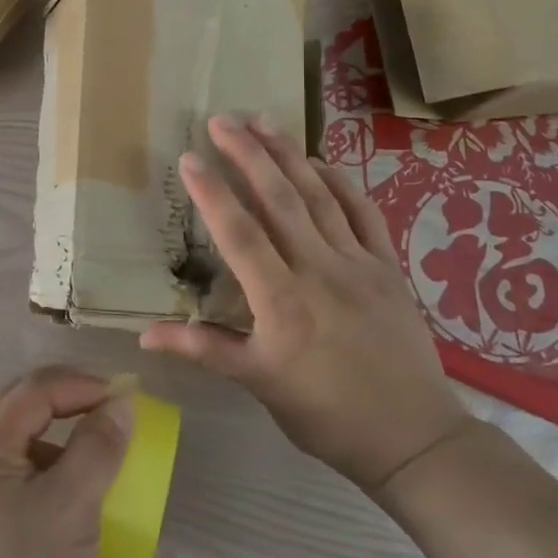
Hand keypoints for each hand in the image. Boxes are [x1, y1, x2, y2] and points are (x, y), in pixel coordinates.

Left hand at [0, 366, 133, 557]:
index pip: (32, 391)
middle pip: (17, 413)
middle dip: (64, 402)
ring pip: (15, 453)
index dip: (78, 384)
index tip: (122, 398)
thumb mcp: (71, 511)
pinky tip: (68, 508)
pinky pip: (13, 490)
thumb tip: (119, 402)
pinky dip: (46, 481)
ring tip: (93, 459)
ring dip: (55, 443)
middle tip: (107, 411)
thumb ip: (96, 449)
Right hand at [141, 114, 474, 494]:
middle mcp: (318, 270)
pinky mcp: (388, 267)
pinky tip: (320, 161)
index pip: (239, 234)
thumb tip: (143, 335)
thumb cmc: (326, 414)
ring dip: (288, 155)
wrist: (413, 439)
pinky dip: (341, 182)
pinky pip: (363, 213)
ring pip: (319, 196)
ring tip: (263, 120)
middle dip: (248, 154)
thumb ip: (204, 349)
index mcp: (281, 302)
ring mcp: (358, 263)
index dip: (212, 193)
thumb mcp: (259, 384)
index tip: (189, 157)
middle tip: (222, 118)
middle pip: (279, 200)